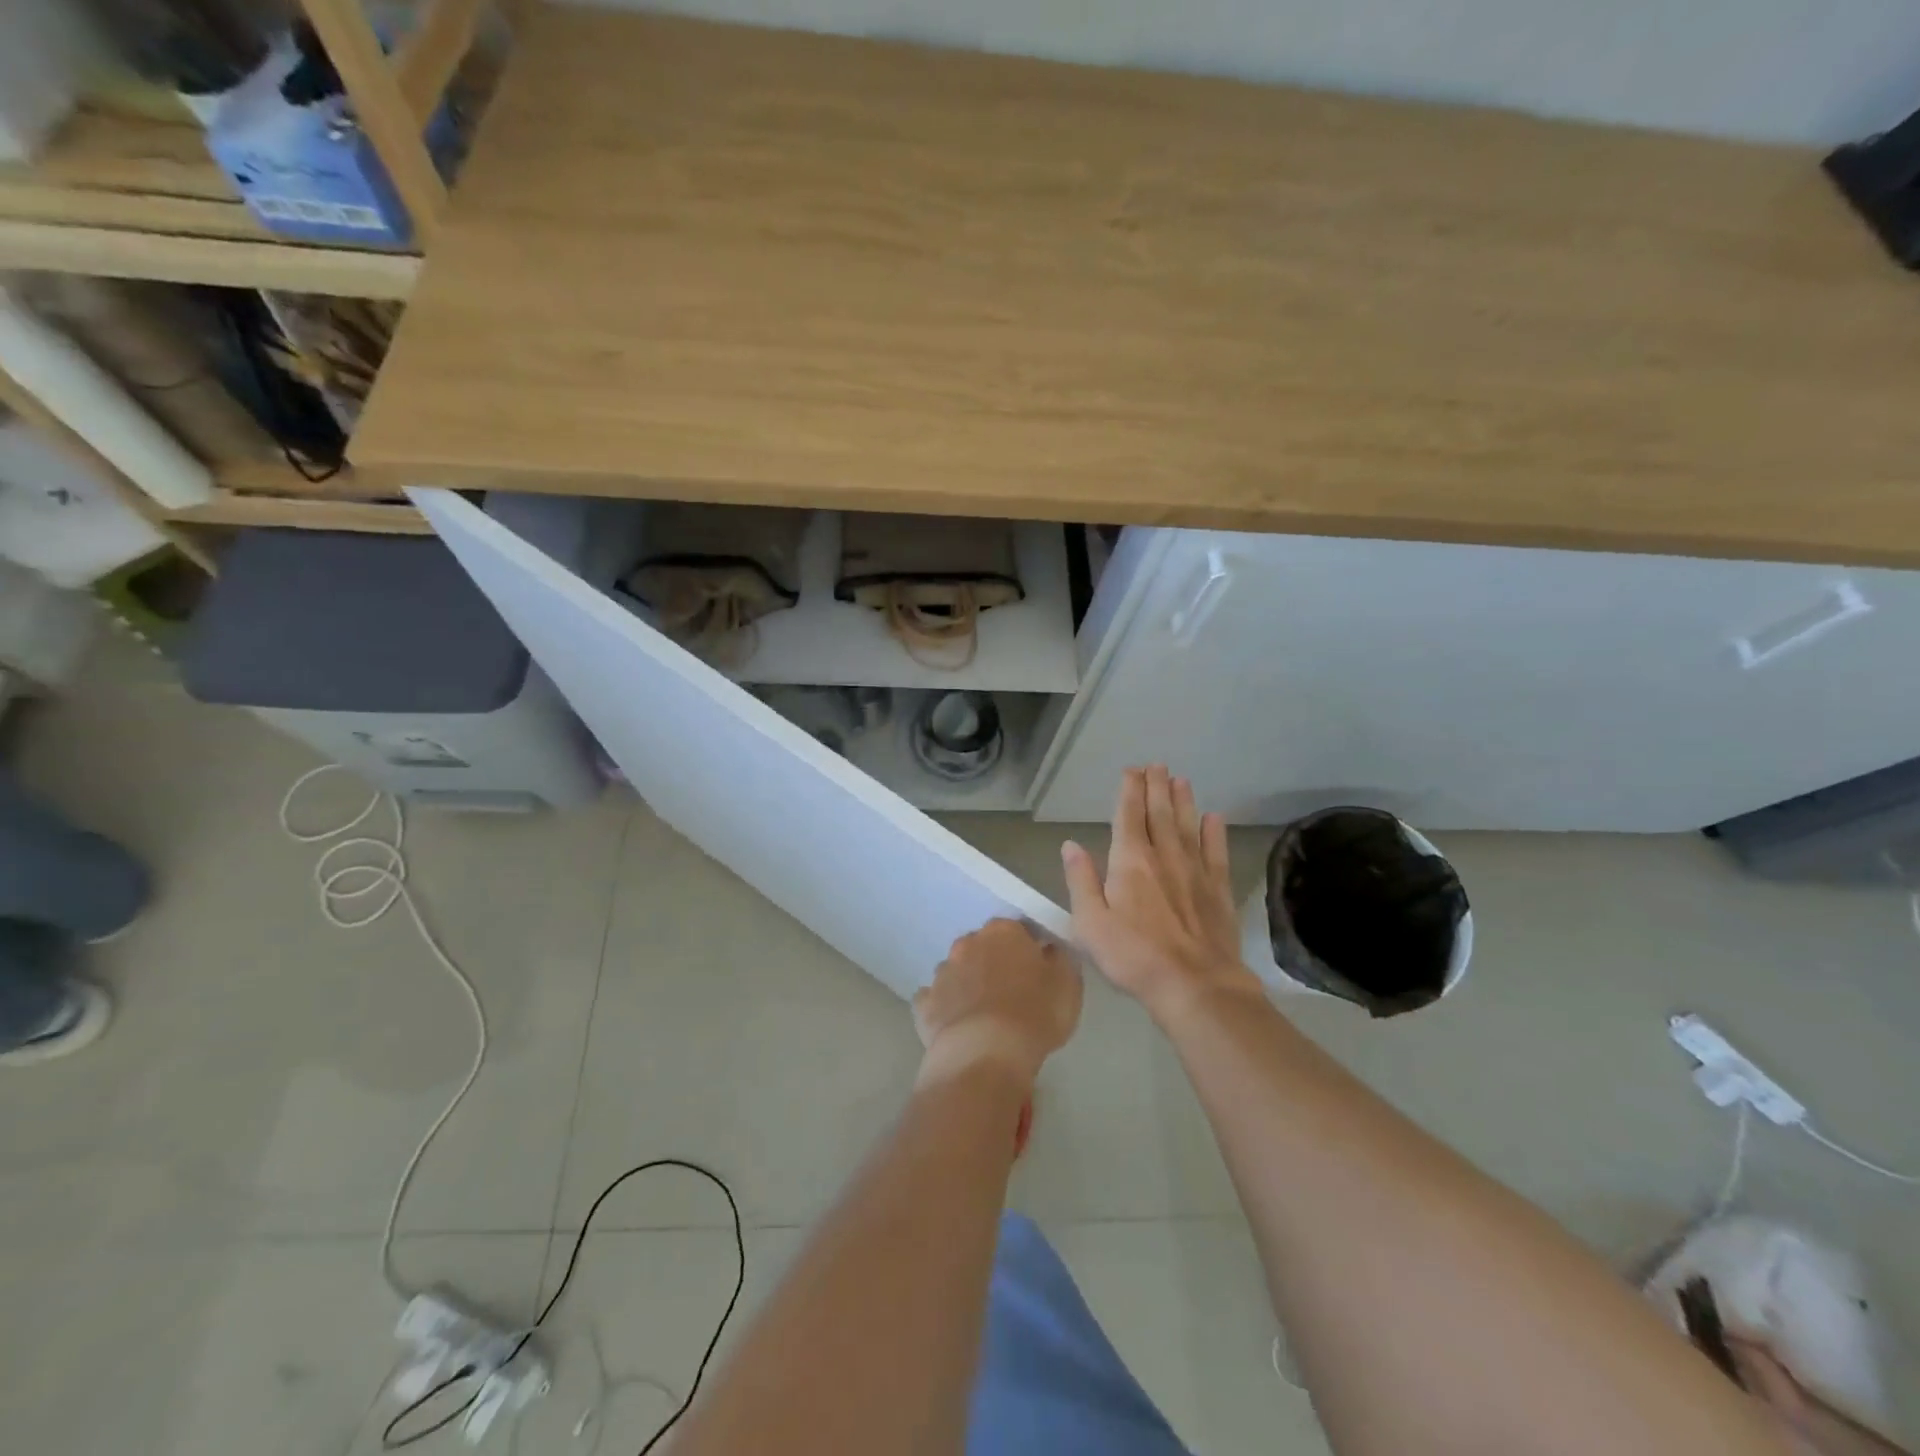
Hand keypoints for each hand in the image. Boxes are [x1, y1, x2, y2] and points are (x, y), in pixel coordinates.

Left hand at [914, 919, 1082, 1087]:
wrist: (984, 1054)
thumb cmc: (1034, 1015)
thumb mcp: (1067, 986)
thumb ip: (1059, 960)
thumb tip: (1048, 949)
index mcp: (1003, 932)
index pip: (1018, 930)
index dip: (1028, 950)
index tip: (1038, 971)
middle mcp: (968, 943)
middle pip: (984, 947)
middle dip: (994, 963)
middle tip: (1012, 992)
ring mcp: (942, 972)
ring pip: (958, 971)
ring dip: (969, 983)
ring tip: (984, 1014)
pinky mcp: (924, 1003)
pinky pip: (936, 999)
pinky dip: (946, 1008)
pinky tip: (958, 1026)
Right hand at [1062, 765, 1261, 1022]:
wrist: (1195, 985)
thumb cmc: (1133, 956)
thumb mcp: (1090, 923)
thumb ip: (1081, 881)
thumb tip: (1071, 845)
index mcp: (1130, 861)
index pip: (1128, 815)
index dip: (1129, 791)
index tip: (1131, 771)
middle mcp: (1164, 856)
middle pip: (1160, 813)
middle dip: (1157, 787)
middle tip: (1157, 765)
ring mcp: (1195, 871)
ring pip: (1188, 825)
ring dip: (1184, 801)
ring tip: (1181, 780)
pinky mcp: (1218, 889)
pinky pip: (1215, 852)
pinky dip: (1214, 832)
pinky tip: (1214, 818)